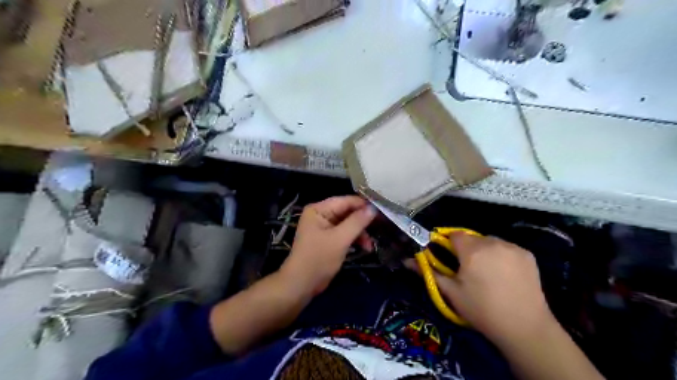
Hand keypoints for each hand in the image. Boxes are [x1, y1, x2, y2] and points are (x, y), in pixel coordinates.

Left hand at [280, 196, 375, 296]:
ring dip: (360, 233)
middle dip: (363, 222)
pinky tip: (365, 248)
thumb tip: (373, 208)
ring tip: (370, 246)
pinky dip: (355, 239)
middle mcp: (321, 214)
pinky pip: (345, 233)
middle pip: (348, 212)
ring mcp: (324, 227)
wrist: (301, 284)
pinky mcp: (328, 239)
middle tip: (380, 229)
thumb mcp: (340, 239)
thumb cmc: (318, 259)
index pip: (345, 201)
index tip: (382, 211)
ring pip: (348, 223)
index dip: (363, 205)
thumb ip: (357, 222)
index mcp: (319, 209)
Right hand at [406, 233, 555, 342]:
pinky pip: (507, 248)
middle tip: (469, 271)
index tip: (451, 260)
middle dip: (467, 249)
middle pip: (472, 238)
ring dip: (485, 251)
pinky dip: (502, 255)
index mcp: (472, 250)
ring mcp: (512, 247)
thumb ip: (429, 272)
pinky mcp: (527, 254)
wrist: (524, 327)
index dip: (450, 245)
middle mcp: (492, 242)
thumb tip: (407, 260)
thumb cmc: (481, 310)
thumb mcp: (451, 292)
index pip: (454, 235)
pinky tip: (505, 274)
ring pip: (490, 241)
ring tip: (488, 273)